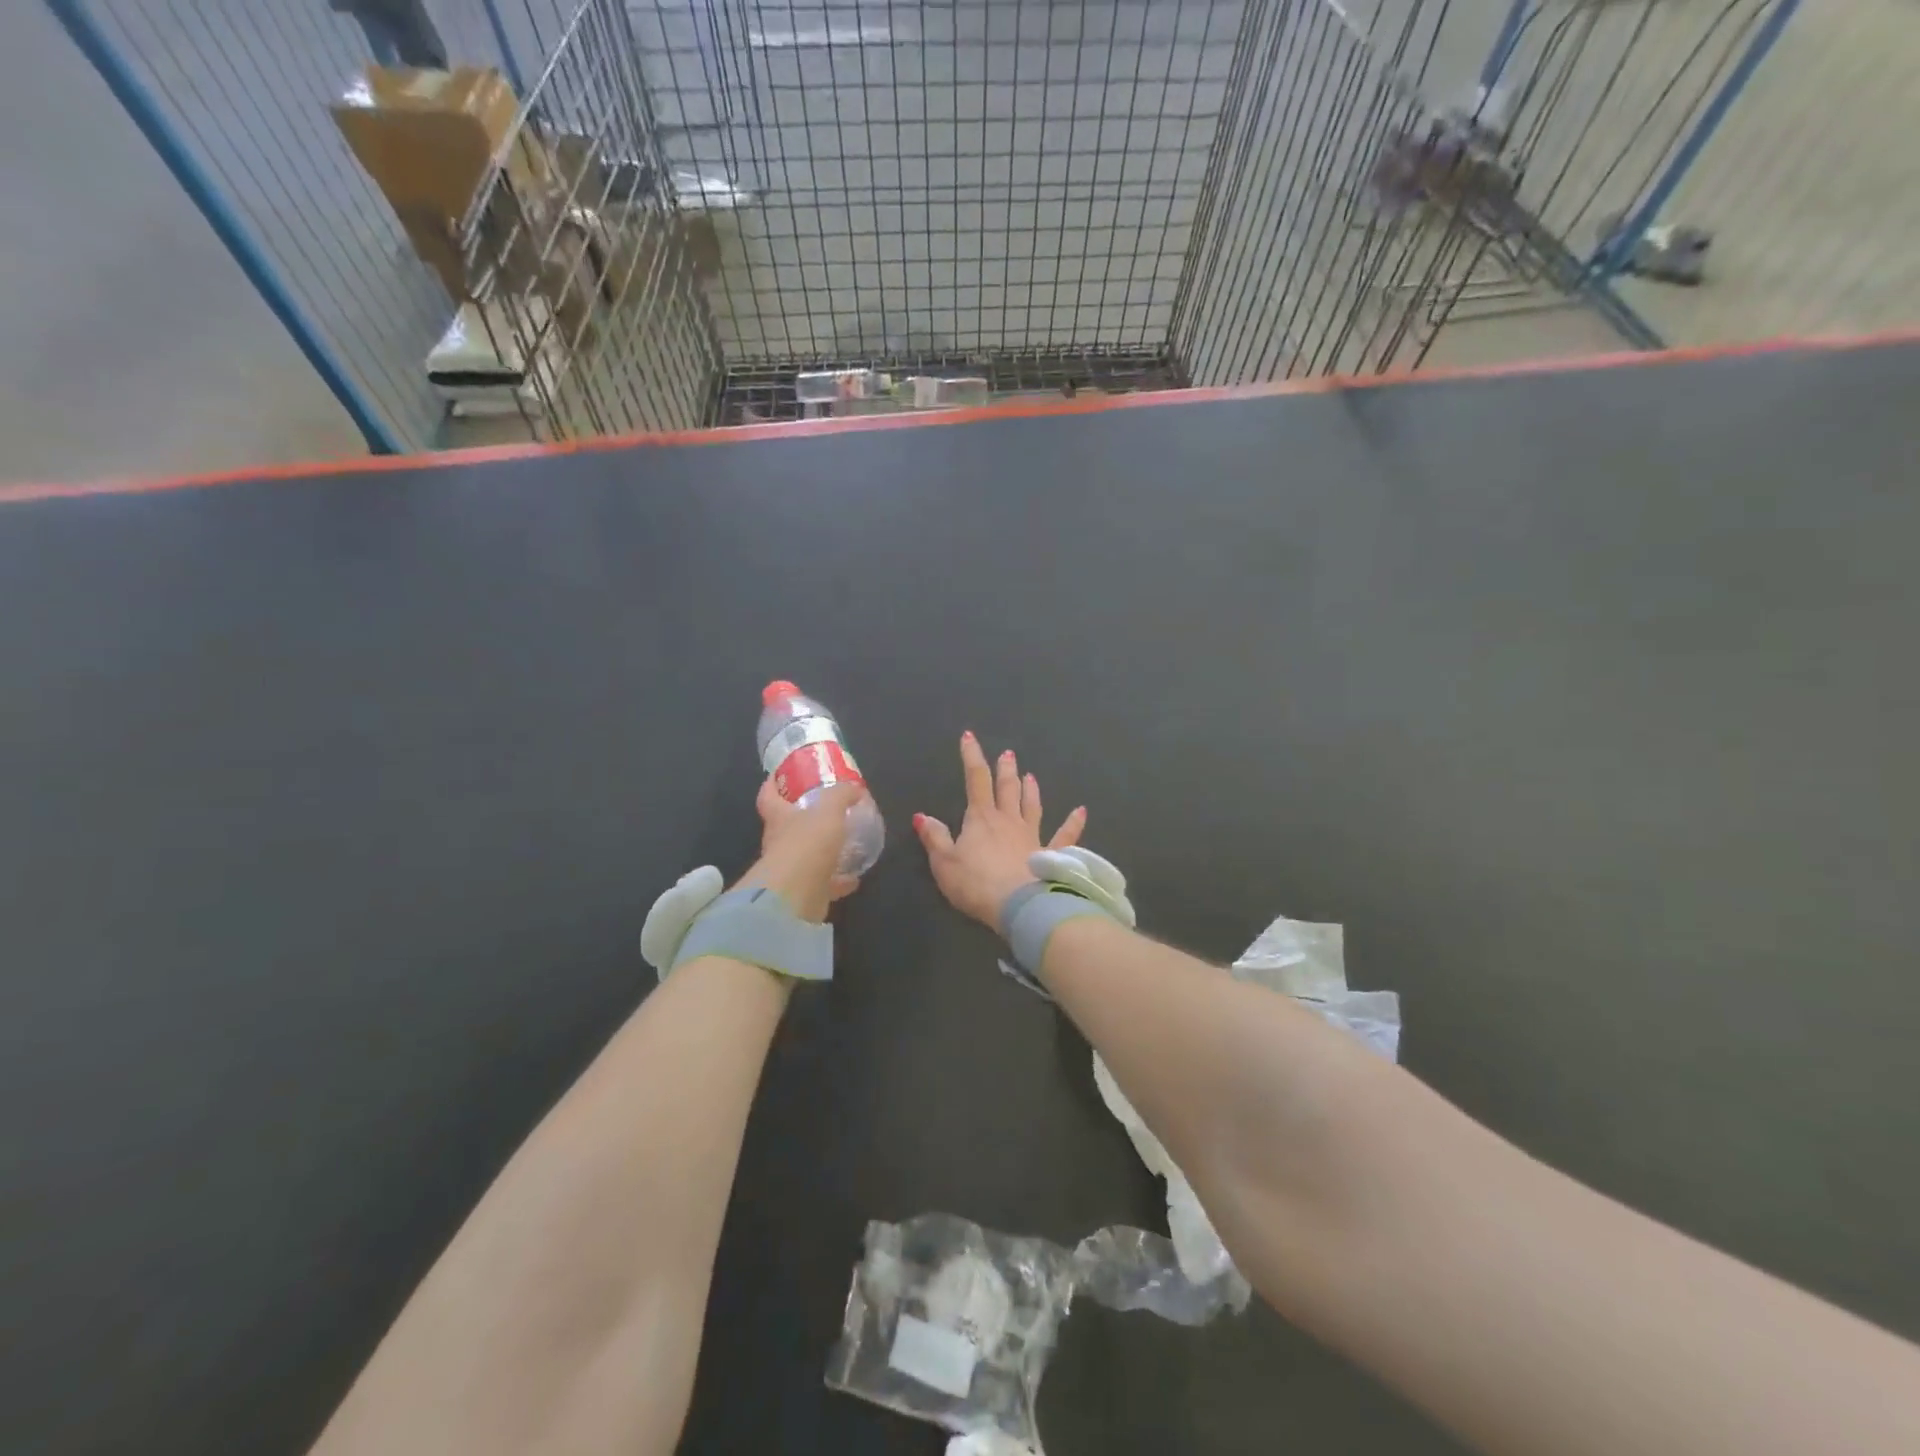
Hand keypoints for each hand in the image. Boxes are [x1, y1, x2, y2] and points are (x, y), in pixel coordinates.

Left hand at [741, 778, 863, 921]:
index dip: (771, 785)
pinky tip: (854, 877)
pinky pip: (823, 883)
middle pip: (787, 826)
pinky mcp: (804, 892)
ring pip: (807, 856)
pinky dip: (838, 880)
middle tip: (825, 810)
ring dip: (823, 851)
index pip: (768, 797)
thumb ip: (841, 796)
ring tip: (845, 844)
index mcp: (779, 818)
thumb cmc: (807, 844)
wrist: (796, 896)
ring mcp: (790, 870)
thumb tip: (854, 788)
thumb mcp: (829, 811)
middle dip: (803, 818)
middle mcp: (779, 843)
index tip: (778, 776)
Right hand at [913, 731, 1086, 930]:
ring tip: (1030, 775)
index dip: (972, 756)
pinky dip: (1074, 823)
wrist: (1019, 905)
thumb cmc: (977, 883)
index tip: (970, 736)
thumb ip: (935, 838)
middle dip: (1005, 769)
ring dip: (1030, 789)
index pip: (975, 780)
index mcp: (981, 818)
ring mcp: (1033, 836)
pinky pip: (1064, 836)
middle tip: (1008, 754)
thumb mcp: (944, 863)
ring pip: (1032, 806)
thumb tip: (922, 816)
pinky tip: (1082, 811)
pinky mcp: (1051, 855)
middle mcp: (1008, 821)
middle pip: (1007, 788)